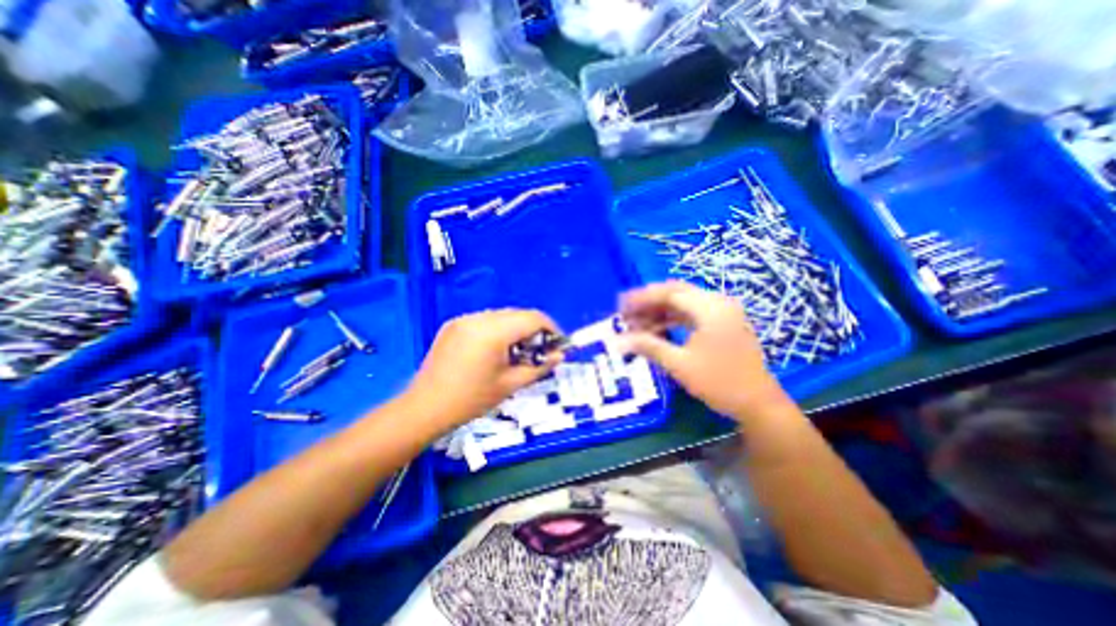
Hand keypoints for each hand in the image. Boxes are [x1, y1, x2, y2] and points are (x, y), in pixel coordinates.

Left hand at [408, 309, 562, 429]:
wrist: (425, 408)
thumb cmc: (471, 400)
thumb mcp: (510, 384)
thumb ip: (539, 366)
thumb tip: (560, 355)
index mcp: (493, 331)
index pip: (533, 318)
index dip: (550, 328)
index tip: (556, 345)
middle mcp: (478, 318)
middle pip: (517, 314)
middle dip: (533, 330)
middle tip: (536, 352)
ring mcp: (463, 319)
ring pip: (501, 316)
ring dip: (515, 329)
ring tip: (514, 353)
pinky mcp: (453, 324)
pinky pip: (484, 320)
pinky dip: (497, 330)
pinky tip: (493, 351)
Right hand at [620, 282, 781, 421]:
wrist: (758, 405)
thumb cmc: (720, 383)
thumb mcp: (679, 364)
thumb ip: (648, 346)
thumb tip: (617, 341)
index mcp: (710, 308)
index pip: (669, 293)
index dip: (642, 298)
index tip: (620, 306)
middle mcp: (718, 303)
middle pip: (676, 293)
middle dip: (648, 302)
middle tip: (625, 313)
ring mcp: (722, 312)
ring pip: (683, 303)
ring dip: (659, 311)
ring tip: (636, 324)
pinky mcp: (723, 323)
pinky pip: (691, 313)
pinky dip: (672, 319)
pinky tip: (656, 329)